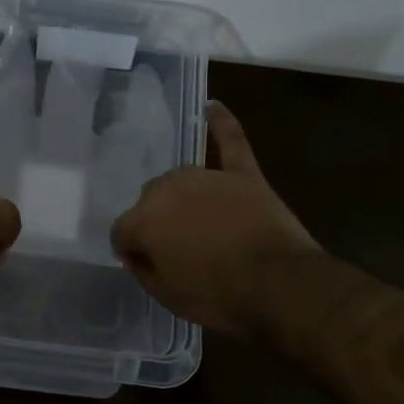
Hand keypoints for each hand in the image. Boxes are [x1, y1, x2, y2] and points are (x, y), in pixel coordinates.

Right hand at [109, 101, 320, 335]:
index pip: (123, 231)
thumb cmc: (218, 296)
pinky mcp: (243, 174)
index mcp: (144, 220)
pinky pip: (231, 141)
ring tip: (196, 221)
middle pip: (150, 201)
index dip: (133, 250)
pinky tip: (212, 107)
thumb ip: (143, 269)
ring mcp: (207, 177)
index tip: (148, 264)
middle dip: (158, 222)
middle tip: (179, 250)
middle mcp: (168, 189)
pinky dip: (222, 123)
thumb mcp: (167, 297)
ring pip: (180, 179)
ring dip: (181, 197)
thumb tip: (136, 252)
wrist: (279, 286)